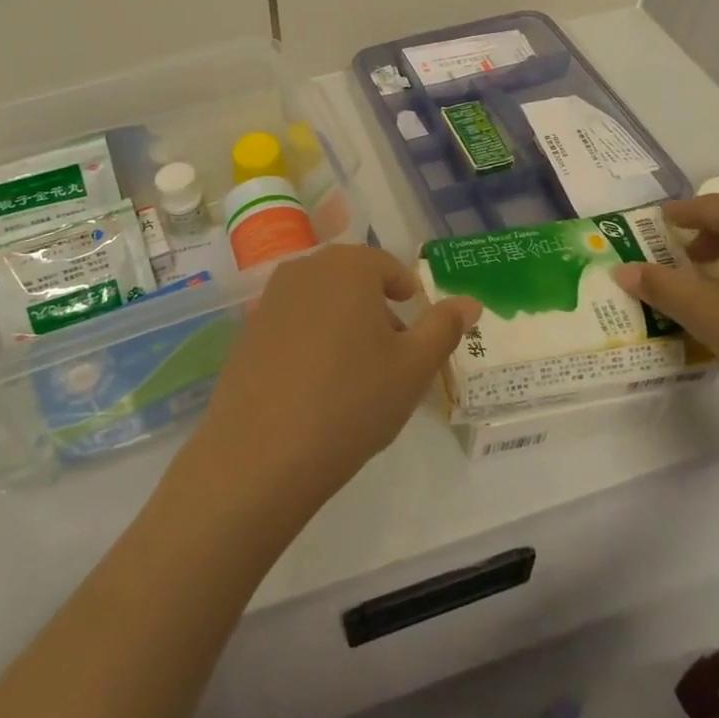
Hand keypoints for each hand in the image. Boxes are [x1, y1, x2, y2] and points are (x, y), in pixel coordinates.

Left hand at [181, 244, 479, 524]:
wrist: (262, 452)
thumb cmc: (352, 400)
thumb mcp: (414, 368)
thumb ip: (444, 327)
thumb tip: (471, 301)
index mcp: (348, 265)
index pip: (389, 268)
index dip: (409, 297)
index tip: (418, 334)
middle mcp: (305, 269)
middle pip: (353, 281)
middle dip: (378, 312)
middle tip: (393, 359)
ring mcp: (270, 298)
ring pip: (323, 302)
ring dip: (345, 326)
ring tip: (358, 378)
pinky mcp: (248, 331)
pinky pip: (293, 325)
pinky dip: (312, 343)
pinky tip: (316, 388)